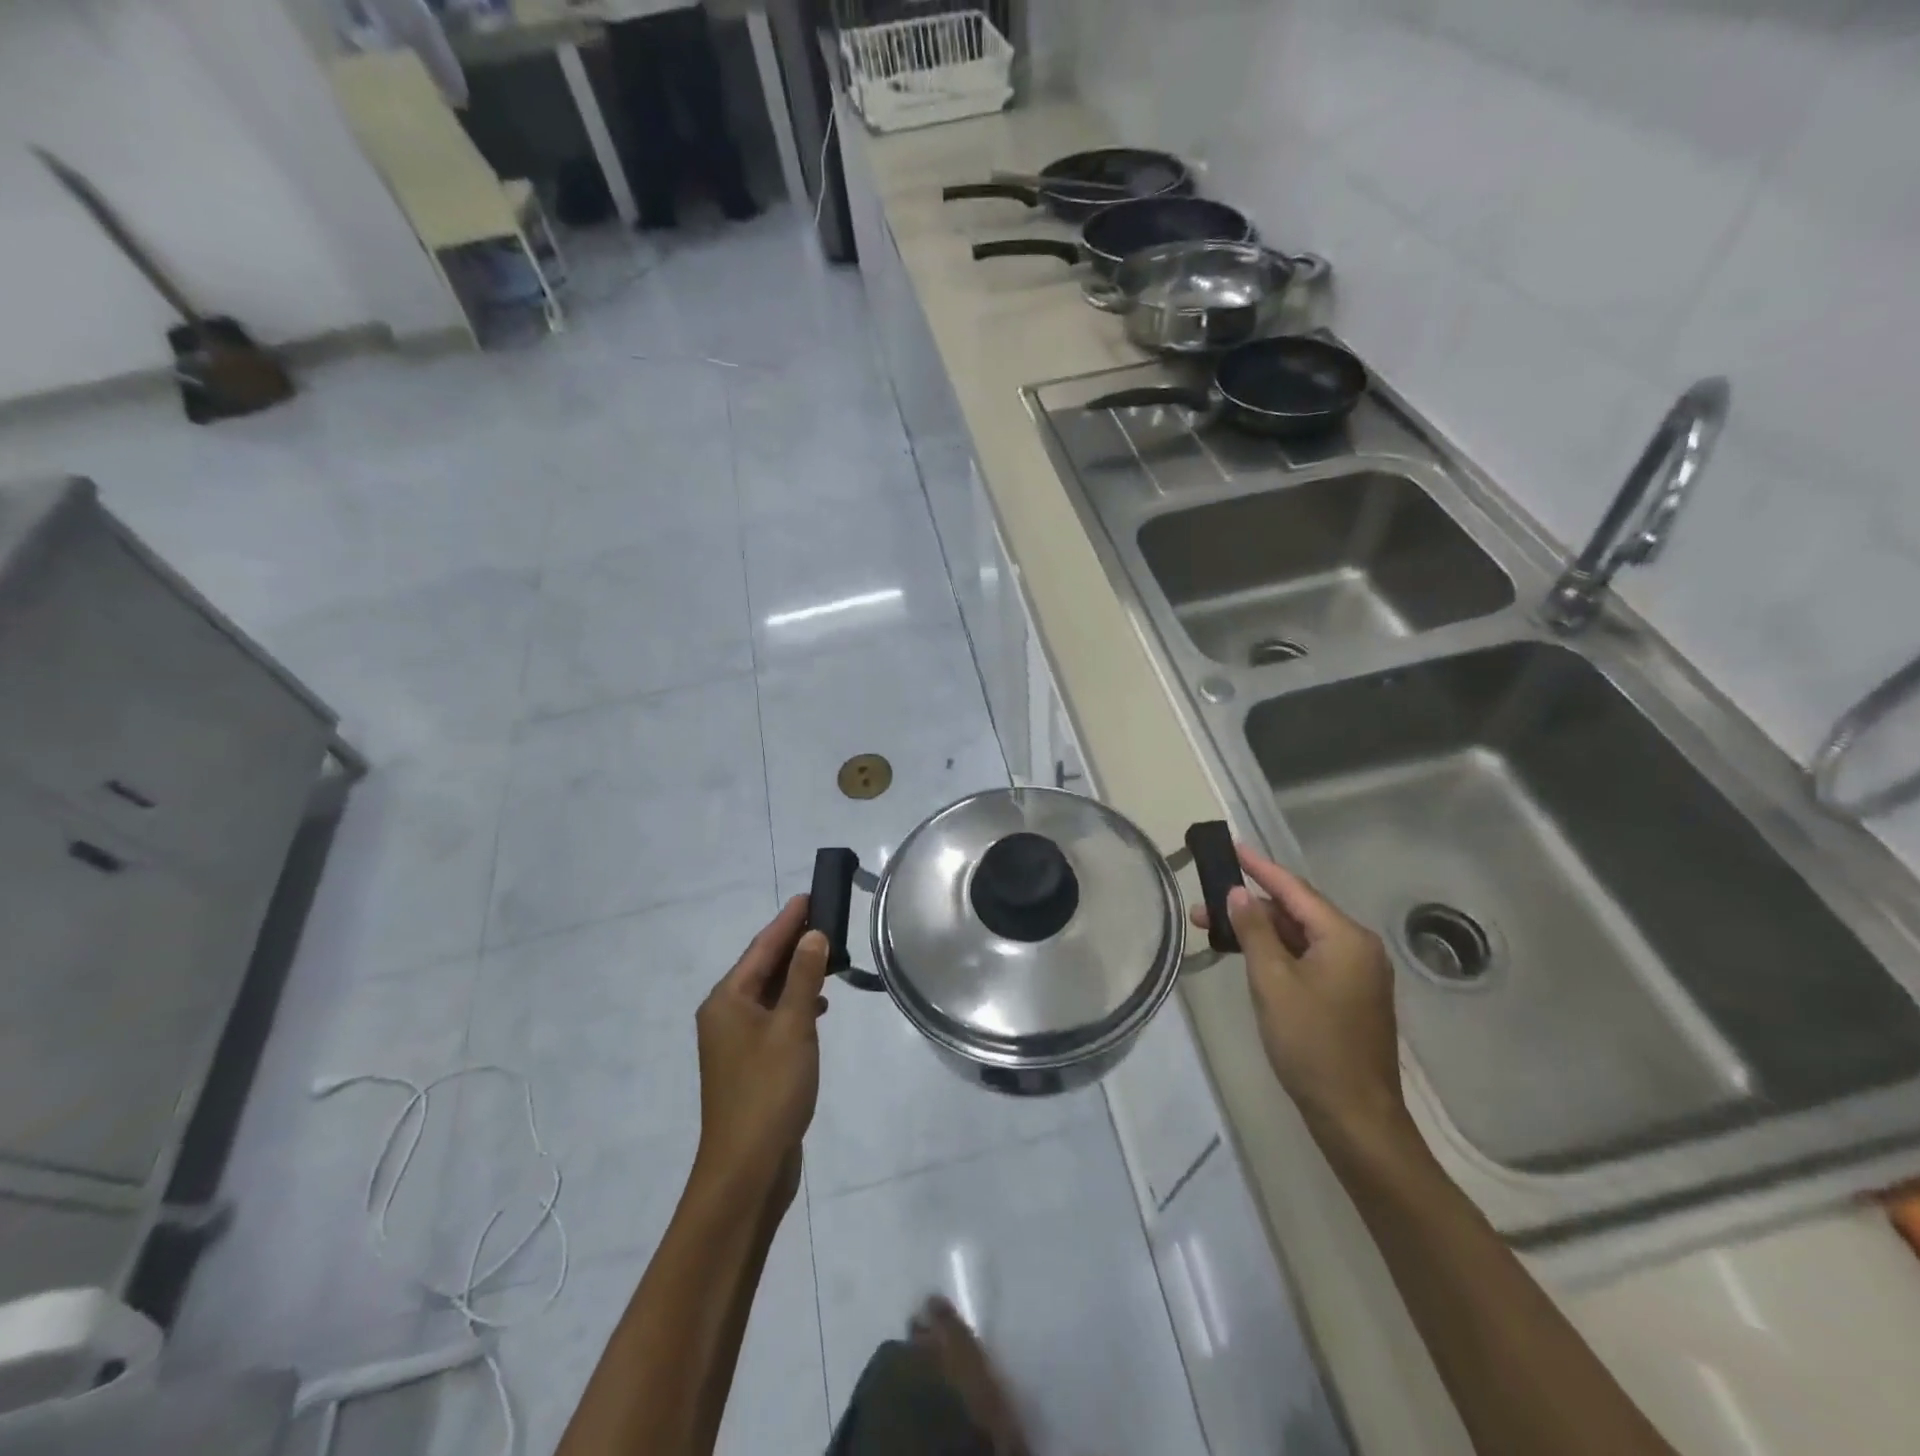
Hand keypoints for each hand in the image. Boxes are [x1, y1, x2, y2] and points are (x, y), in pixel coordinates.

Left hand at [692, 897, 829, 1204]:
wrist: (747, 1169)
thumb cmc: (769, 1090)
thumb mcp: (792, 1027)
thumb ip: (804, 978)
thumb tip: (813, 936)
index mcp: (727, 1000)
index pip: (762, 948)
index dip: (788, 921)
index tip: (810, 895)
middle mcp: (724, 1015)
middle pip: (762, 967)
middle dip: (793, 943)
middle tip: (826, 918)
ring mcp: (735, 1041)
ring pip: (768, 993)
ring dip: (796, 974)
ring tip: (829, 957)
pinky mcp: (749, 1063)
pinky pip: (772, 1017)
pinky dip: (794, 1004)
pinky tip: (817, 1006)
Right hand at [1191, 845, 1409, 1149]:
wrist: (1355, 1116)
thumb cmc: (1311, 1044)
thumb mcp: (1272, 983)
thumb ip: (1254, 932)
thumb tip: (1239, 893)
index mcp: (1345, 937)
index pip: (1294, 889)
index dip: (1259, 867)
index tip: (1231, 846)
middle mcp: (1357, 947)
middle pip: (1297, 912)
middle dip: (1250, 907)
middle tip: (1203, 904)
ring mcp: (1356, 973)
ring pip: (1300, 937)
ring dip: (1260, 931)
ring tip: (1214, 930)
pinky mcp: (1349, 995)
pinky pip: (1308, 958)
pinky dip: (1277, 952)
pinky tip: (1247, 955)